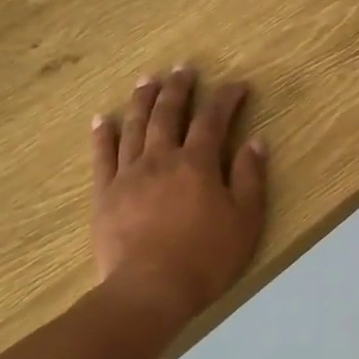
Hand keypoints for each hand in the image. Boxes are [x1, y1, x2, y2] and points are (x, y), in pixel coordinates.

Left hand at [89, 67, 267, 327]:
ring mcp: (129, 174)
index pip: (213, 120)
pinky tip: (103, 118)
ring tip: (147, 80)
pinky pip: (102, 155)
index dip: (226, 98)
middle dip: (179, 88)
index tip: (237, 85)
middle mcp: (161, 159)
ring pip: (135, 126)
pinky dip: (103, 134)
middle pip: (169, 114)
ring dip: (143, 100)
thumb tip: (255, 141)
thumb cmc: (207, 258)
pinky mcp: (105, 193)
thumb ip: (250, 178)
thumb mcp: (245, 220)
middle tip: (184, 68)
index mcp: (197, 164)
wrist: (150, 290)